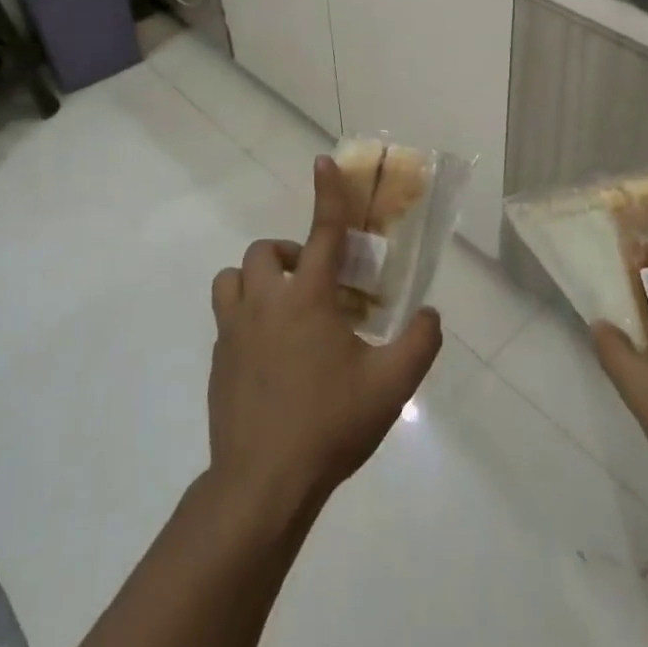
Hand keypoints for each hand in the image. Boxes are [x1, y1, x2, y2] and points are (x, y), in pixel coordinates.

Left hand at [206, 156, 441, 533]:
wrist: (262, 484)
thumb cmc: (329, 425)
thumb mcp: (391, 386)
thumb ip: (419, 343)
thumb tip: (430, 315)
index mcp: (307, 299)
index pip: (321, 232)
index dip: (327, 193)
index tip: (323, 162)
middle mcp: (265, 303)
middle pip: (265, 252)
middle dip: (290, 253)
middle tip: (316, 283)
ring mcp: (233, 331)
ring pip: (232, 278)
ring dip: (257, 280)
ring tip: (283, 308)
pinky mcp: (217, 360)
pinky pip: (226, 318)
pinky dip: (246, 316)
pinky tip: (270, 354)